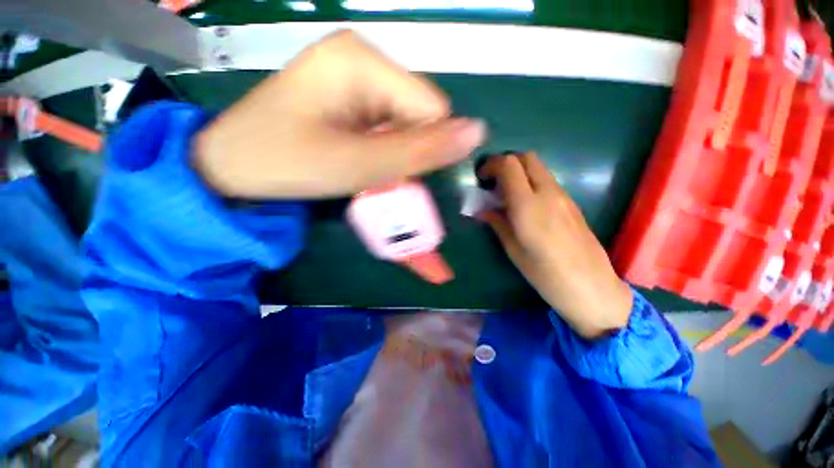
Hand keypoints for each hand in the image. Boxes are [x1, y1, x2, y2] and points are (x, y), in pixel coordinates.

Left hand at [194, 31, 485, 198]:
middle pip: (418, 111)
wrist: (233, 165)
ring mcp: (354, 74)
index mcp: (363, 60)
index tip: (398, 172)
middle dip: (407, 148)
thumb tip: (478, 133)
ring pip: (405, 120)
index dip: (425, 146)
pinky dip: (382, 146)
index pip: (432, 106)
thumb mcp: (359, 164)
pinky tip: (358, 155)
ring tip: (364, 164)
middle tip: (375, 170)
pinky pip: (386, 122)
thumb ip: (420, 151)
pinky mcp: (348, 94)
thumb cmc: (288, 163)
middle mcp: (363, 57)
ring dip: (394, 149)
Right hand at [479, 152, 632, 338]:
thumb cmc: (544, 273)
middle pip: (526, 158)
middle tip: (494, 183)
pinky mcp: (571, 203)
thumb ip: (498, 223)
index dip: (491, 165)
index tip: (481, 179)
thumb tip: (484, 210)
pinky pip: (547, 181)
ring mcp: (563, 196)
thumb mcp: (513, 249)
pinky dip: (531, 183)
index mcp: (528, 205)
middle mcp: (548, 193)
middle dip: (506, 163)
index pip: (509, 165)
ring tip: (507, 195)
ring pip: (538, 168)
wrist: (591, 287)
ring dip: (519, 172)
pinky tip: (526, 205)